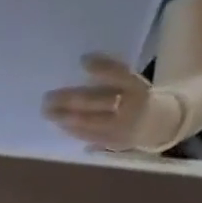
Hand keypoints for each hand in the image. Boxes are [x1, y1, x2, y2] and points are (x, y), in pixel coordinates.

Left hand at [42, 54, 183, 151]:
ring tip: (48, 112)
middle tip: (48, 97)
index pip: (119, 74)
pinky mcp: (112, 142)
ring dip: (64, 117)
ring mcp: (120, 126)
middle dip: (69, 99)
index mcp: (137, 86)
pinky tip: (58, 124)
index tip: (83, 60)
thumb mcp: (130, 84)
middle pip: (96, 101)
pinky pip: (88, 136)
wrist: (154, 124)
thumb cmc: (133, 98)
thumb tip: (81, 67)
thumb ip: (112, 78)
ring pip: (89, 121)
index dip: (102, 67)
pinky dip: (72, 130)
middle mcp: (129, 106)